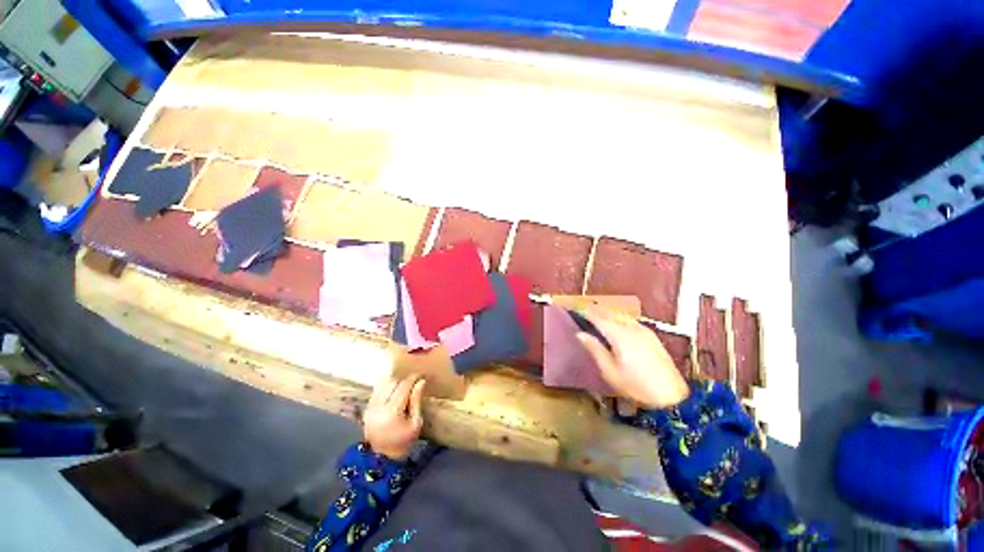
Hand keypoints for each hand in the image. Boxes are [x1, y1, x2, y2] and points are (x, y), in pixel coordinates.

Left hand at [363, 375, 426, 460]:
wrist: (383, 459)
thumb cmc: (404, 442)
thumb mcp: (415, 423)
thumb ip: (416, 400)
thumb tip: (421, 381)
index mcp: (392, 411)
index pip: (404, 385)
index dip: (414, 378)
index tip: (422, 376)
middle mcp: (379, 406)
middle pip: (393, 381)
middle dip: (405, 379)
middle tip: (414, 382)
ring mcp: (370, 407)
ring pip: (383, 383)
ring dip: (395, 381)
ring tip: (404, 385)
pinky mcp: (367, 409)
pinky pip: (377, 390)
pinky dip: (386, 386)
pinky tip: (394, 390)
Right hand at [576, 306, 689, 408]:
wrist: (672, 396)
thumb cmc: (636, 386)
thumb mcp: (610, 371)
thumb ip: (595, 349)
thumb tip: (580, 334)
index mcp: (619, 335)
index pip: (600, 319)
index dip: (589, 313)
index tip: (579, 309)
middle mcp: (632, 328)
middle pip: (612, 314)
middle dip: (599, 311)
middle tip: (587, 309)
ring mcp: (644, 331)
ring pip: (623, 316)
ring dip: (611, 313)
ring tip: (601, 314)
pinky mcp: (652, 337)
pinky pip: (632, 321)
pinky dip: (621, 318)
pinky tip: (620, 323)